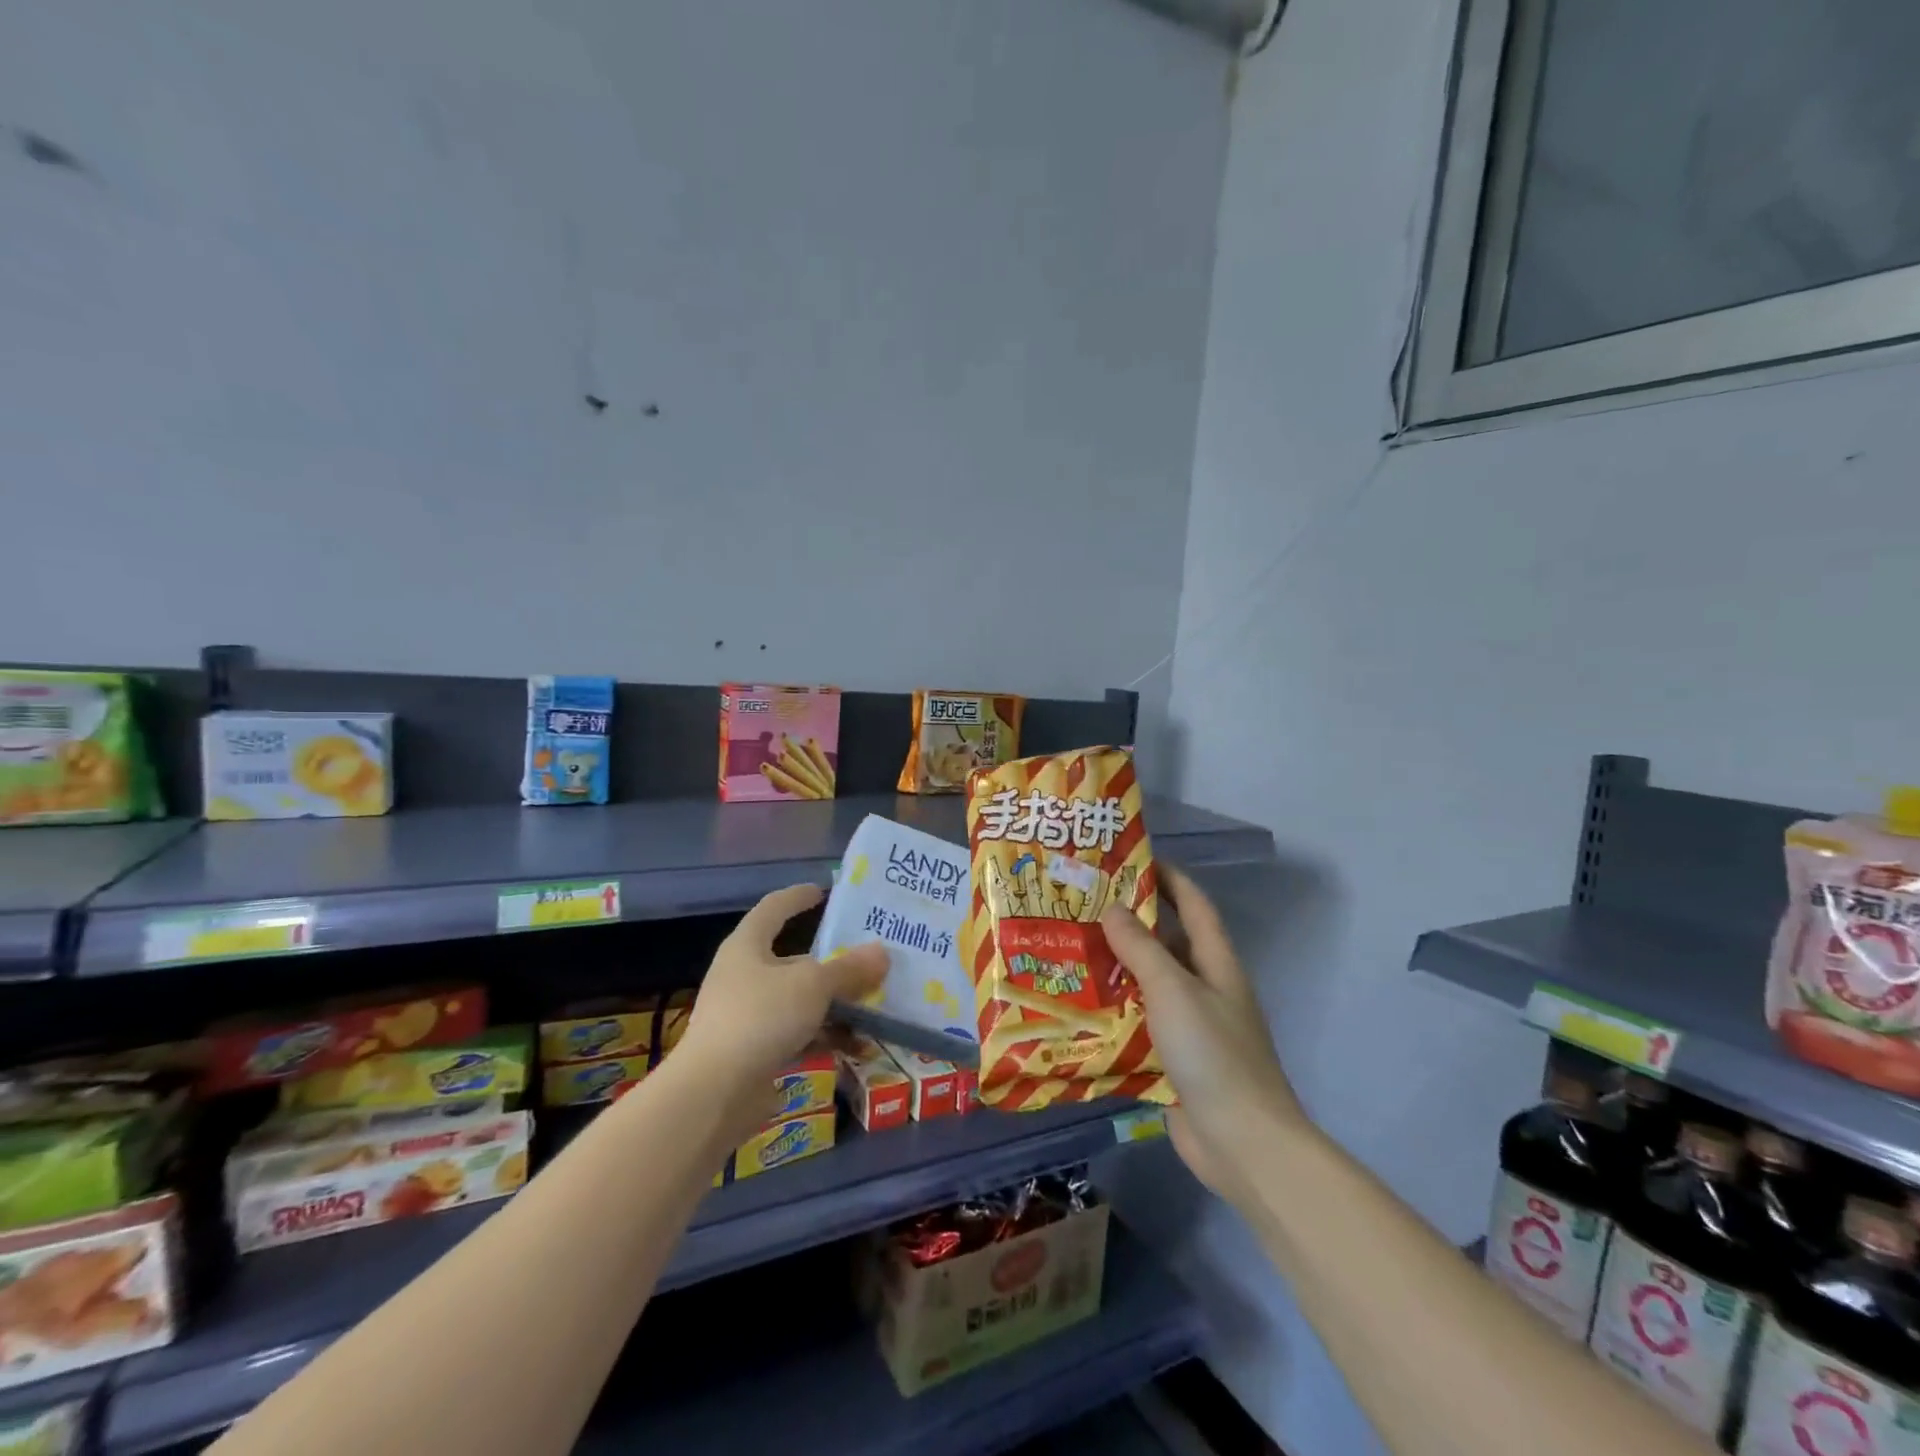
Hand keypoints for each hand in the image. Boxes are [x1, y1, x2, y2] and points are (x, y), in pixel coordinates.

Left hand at [675, 884, 887, 1130]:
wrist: (712, 1094)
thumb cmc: (759, 1018)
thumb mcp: (813, 986)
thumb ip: (849, 969)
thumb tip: (883, 952)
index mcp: (748, 947)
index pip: (773, 908)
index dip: (797, 897)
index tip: (823, 890)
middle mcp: (745, 976)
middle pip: (795, 960)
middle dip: (834, 963)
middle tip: (871, 960)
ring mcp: (749, 1016)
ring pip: (801, 1001)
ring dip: (836, 1005)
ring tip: (876, 1007)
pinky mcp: (756, 1053)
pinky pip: (799, 1036)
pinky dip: (826, 1038)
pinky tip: (859, 1048)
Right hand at [1101, 866, 1305, 1206]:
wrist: (1243, 1144)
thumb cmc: (1213, 1054)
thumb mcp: (1173, 990)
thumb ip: (1141, 948)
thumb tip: (1111, 909)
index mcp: (1216, 962)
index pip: (1193, 903)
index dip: (1167, 877)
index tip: (1129, 860)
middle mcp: (1205, 987)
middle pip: (1167, 942)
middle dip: (1129, 923)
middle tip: (1081, 908)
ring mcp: (1190, 1026)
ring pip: (1148, 984)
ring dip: (1115, 969)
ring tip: (1069, 951)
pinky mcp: (1173, 1060)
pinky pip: (1139, 1024)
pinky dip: (1113, 1013)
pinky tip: (1077, 1008)